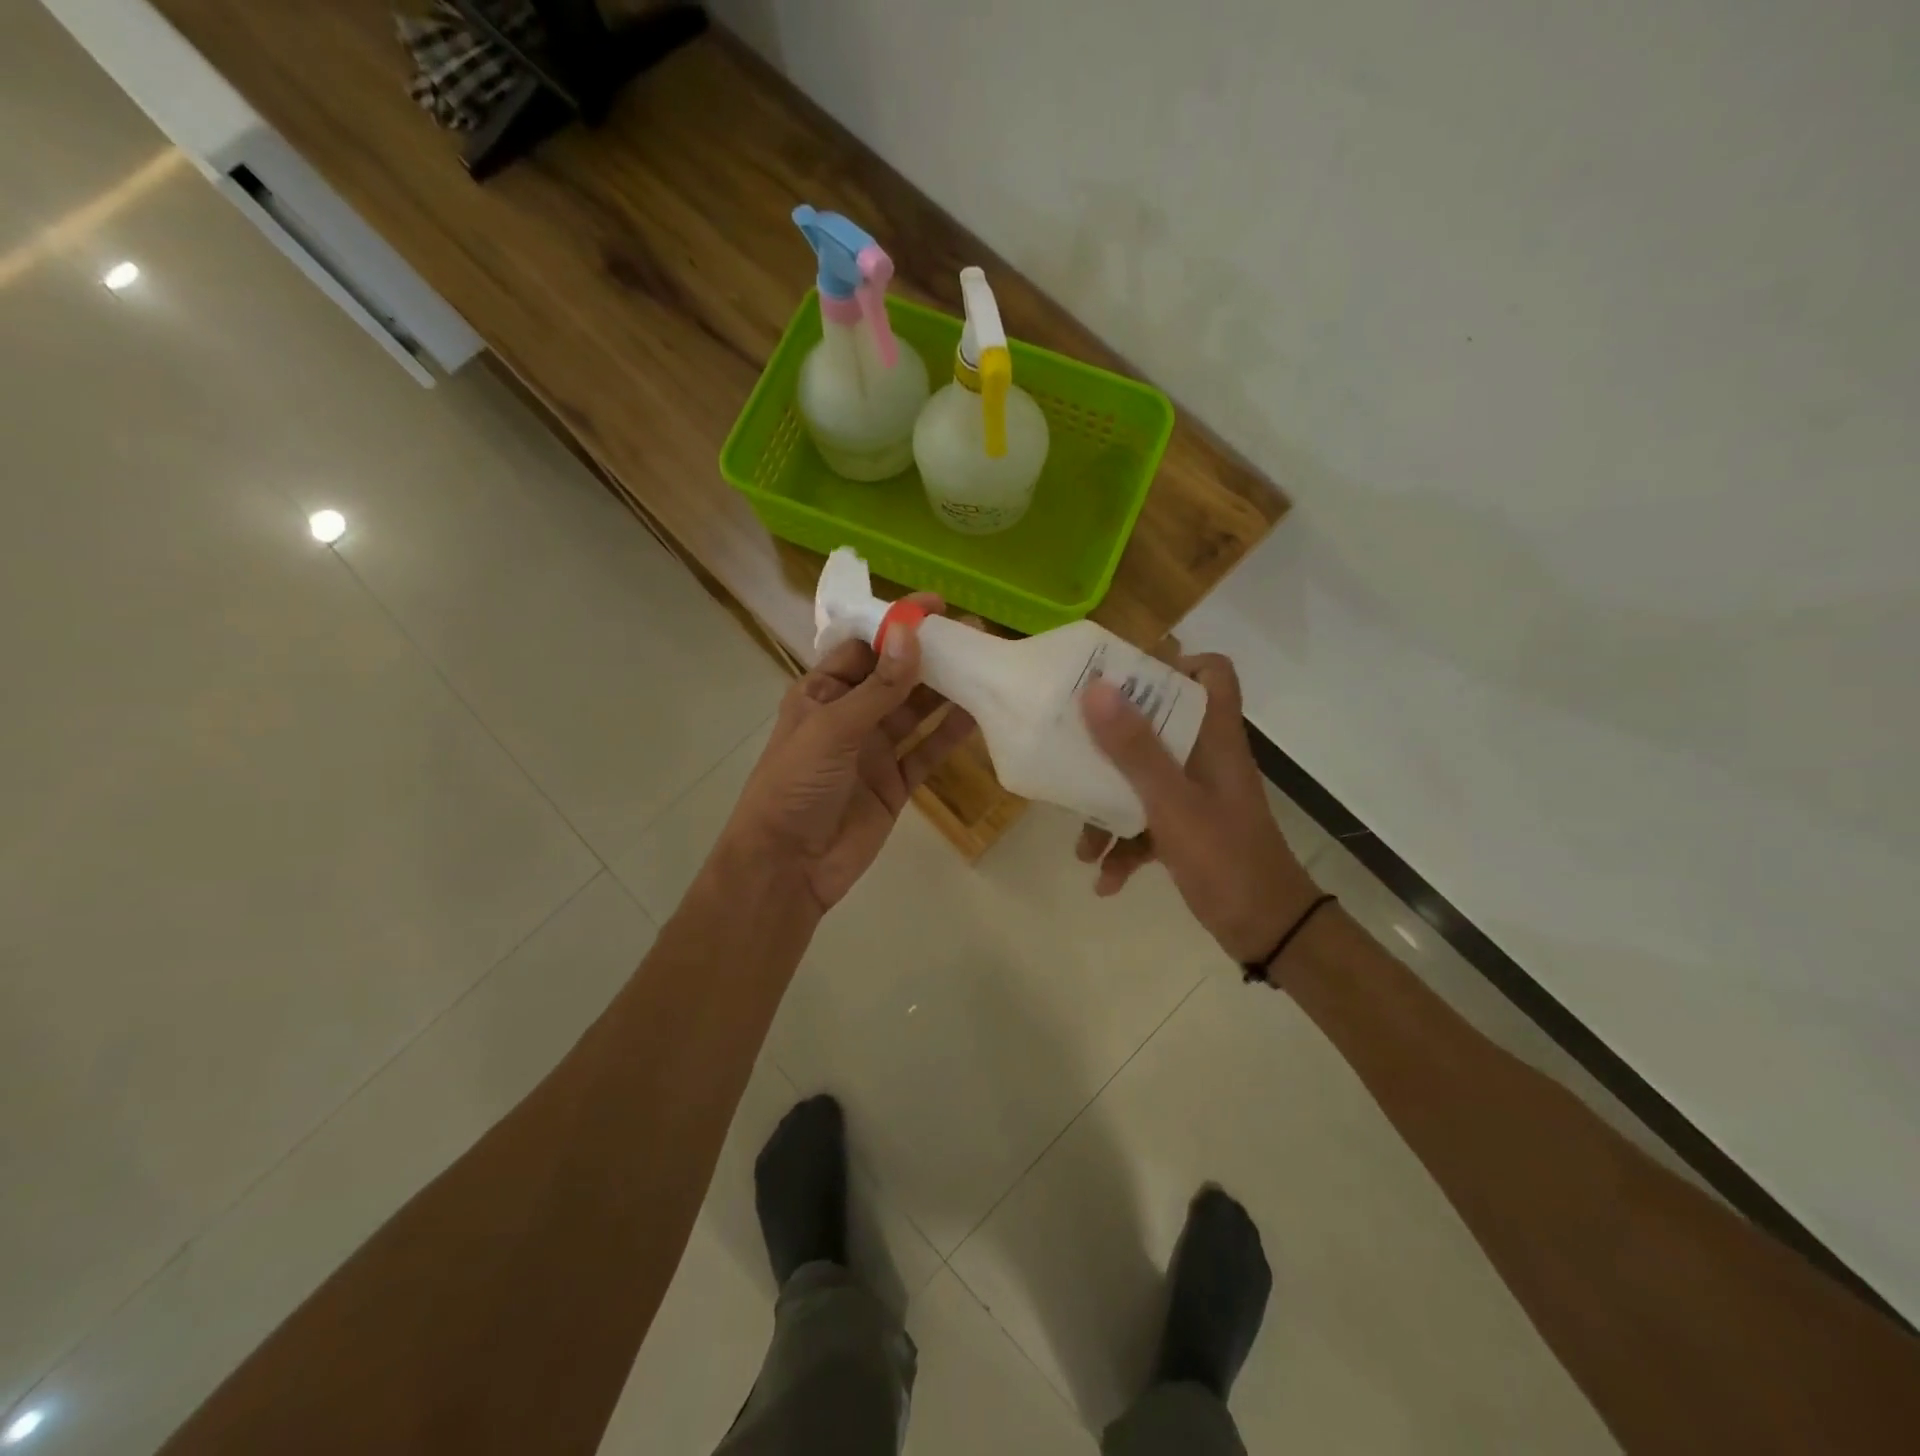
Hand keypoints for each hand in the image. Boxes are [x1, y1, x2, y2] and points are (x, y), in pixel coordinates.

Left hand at [720, 600, 976, 913]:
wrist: (788, 866)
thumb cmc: (795, 786)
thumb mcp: (832, 728)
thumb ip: (878, 687)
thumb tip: (911, 633)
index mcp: (821, 693)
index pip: (863, 647)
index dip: (897, 625)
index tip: (937, 607)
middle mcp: (849, 715)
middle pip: (895, 676)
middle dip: (930, 655)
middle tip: (975, 633)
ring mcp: (874, 750)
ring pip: (916, 711)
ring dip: (946, 690)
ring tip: (985, 664)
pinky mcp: (895, 782)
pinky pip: (927, 750)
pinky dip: (950, 734)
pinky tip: (978, 714)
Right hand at [1077, 653, 1318, 963]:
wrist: (1269, 931)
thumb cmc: (1225, 859)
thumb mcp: (1173, 803)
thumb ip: (1135, 749)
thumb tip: (1096, 689)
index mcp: (1214, 739)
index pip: (1211, 674)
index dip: (1172, 665)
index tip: (1122, 682)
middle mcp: (1204, 759)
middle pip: (1158, 725)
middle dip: (1111, 742)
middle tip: (1073, 746)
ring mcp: (1195, 796)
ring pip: (1142, 781)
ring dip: (1108, 811)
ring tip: (1083, 849)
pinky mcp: (1186, 830)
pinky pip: (1145, 824)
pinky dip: (1123, 849)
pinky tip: (1105, 881)